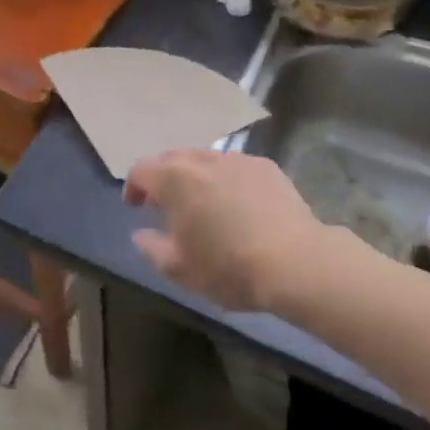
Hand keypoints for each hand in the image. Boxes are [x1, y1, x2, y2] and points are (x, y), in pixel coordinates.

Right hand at [126, 150, 335, 311]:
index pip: (141, 170)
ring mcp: (237, 159)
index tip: (135, 207)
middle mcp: (202, 160)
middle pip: (172, 159)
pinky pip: (235, 168)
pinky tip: (239, 205)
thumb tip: (141, 234)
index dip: (133, 187)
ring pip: (206, 160)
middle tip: (166, 205)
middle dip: (164, 178)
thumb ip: (153, 248)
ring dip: (197, 177)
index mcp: (174, 179)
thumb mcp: (181, 269)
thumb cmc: (229, 267)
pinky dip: (228, 181)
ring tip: (204, 204)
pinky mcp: (266, 166)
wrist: (296, 262)